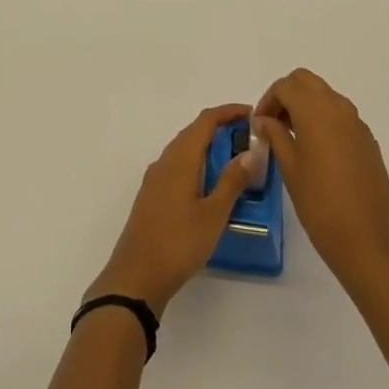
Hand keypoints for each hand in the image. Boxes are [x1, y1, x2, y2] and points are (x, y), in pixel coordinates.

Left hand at [87, 104, 257, 317]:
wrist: (136, 276)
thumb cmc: (178, 243)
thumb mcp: (213, 214)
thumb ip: (231, 182)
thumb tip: (249, 153)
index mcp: (180, 158)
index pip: (205, 121)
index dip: (228, 112)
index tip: (252, 114)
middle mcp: (165, 161)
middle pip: (193, 132)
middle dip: (220, 128)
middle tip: (248, 139)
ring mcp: (155, 178)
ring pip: (184, 150)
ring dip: (208, 147)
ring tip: (234, 160)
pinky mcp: (152, 195)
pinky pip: (177, 166)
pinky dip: (197, 164)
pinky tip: (209, 184)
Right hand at [254, 69, 388, 291]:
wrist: (370, 243)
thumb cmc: (321, 206)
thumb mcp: (290, 169)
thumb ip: (275, 136)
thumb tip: (264, 120)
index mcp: (316, 111)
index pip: (285, 86)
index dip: (267, 100)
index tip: (258, 125)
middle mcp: (338, 108)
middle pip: (306, 81)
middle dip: (286, 95)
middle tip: (273, 123)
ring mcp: (357, 124)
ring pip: (325, 95)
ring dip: (305, 105)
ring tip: (291, 137)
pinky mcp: (367, 141)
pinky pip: (340, 115)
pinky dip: (323, 119)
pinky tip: (315, 151)